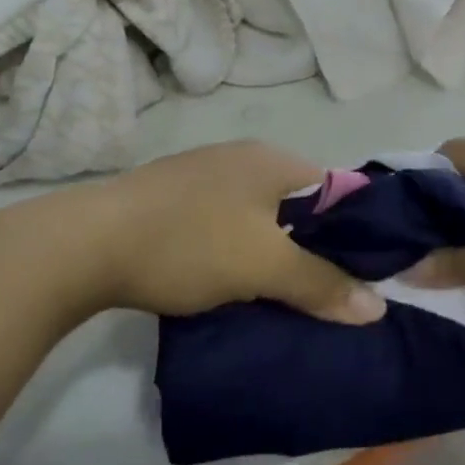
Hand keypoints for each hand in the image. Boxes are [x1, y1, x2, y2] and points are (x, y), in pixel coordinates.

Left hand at [70, 142, 385, 324]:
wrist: (85, 245)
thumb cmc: (188, 243)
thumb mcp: (263, 267)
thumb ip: (321, 284)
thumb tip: (378, 307)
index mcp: (273, 160)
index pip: (336, 190)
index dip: (354, 233)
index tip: (361, 276)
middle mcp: (244, 156)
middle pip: (298, 204)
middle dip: (312, 247)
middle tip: (321, 293)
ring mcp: (205, 173)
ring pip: (261, 215)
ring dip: (273, 251)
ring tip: (279, 294)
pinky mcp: (174, 195)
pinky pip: (227, 221)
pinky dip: (238, 248)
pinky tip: (229, 278)